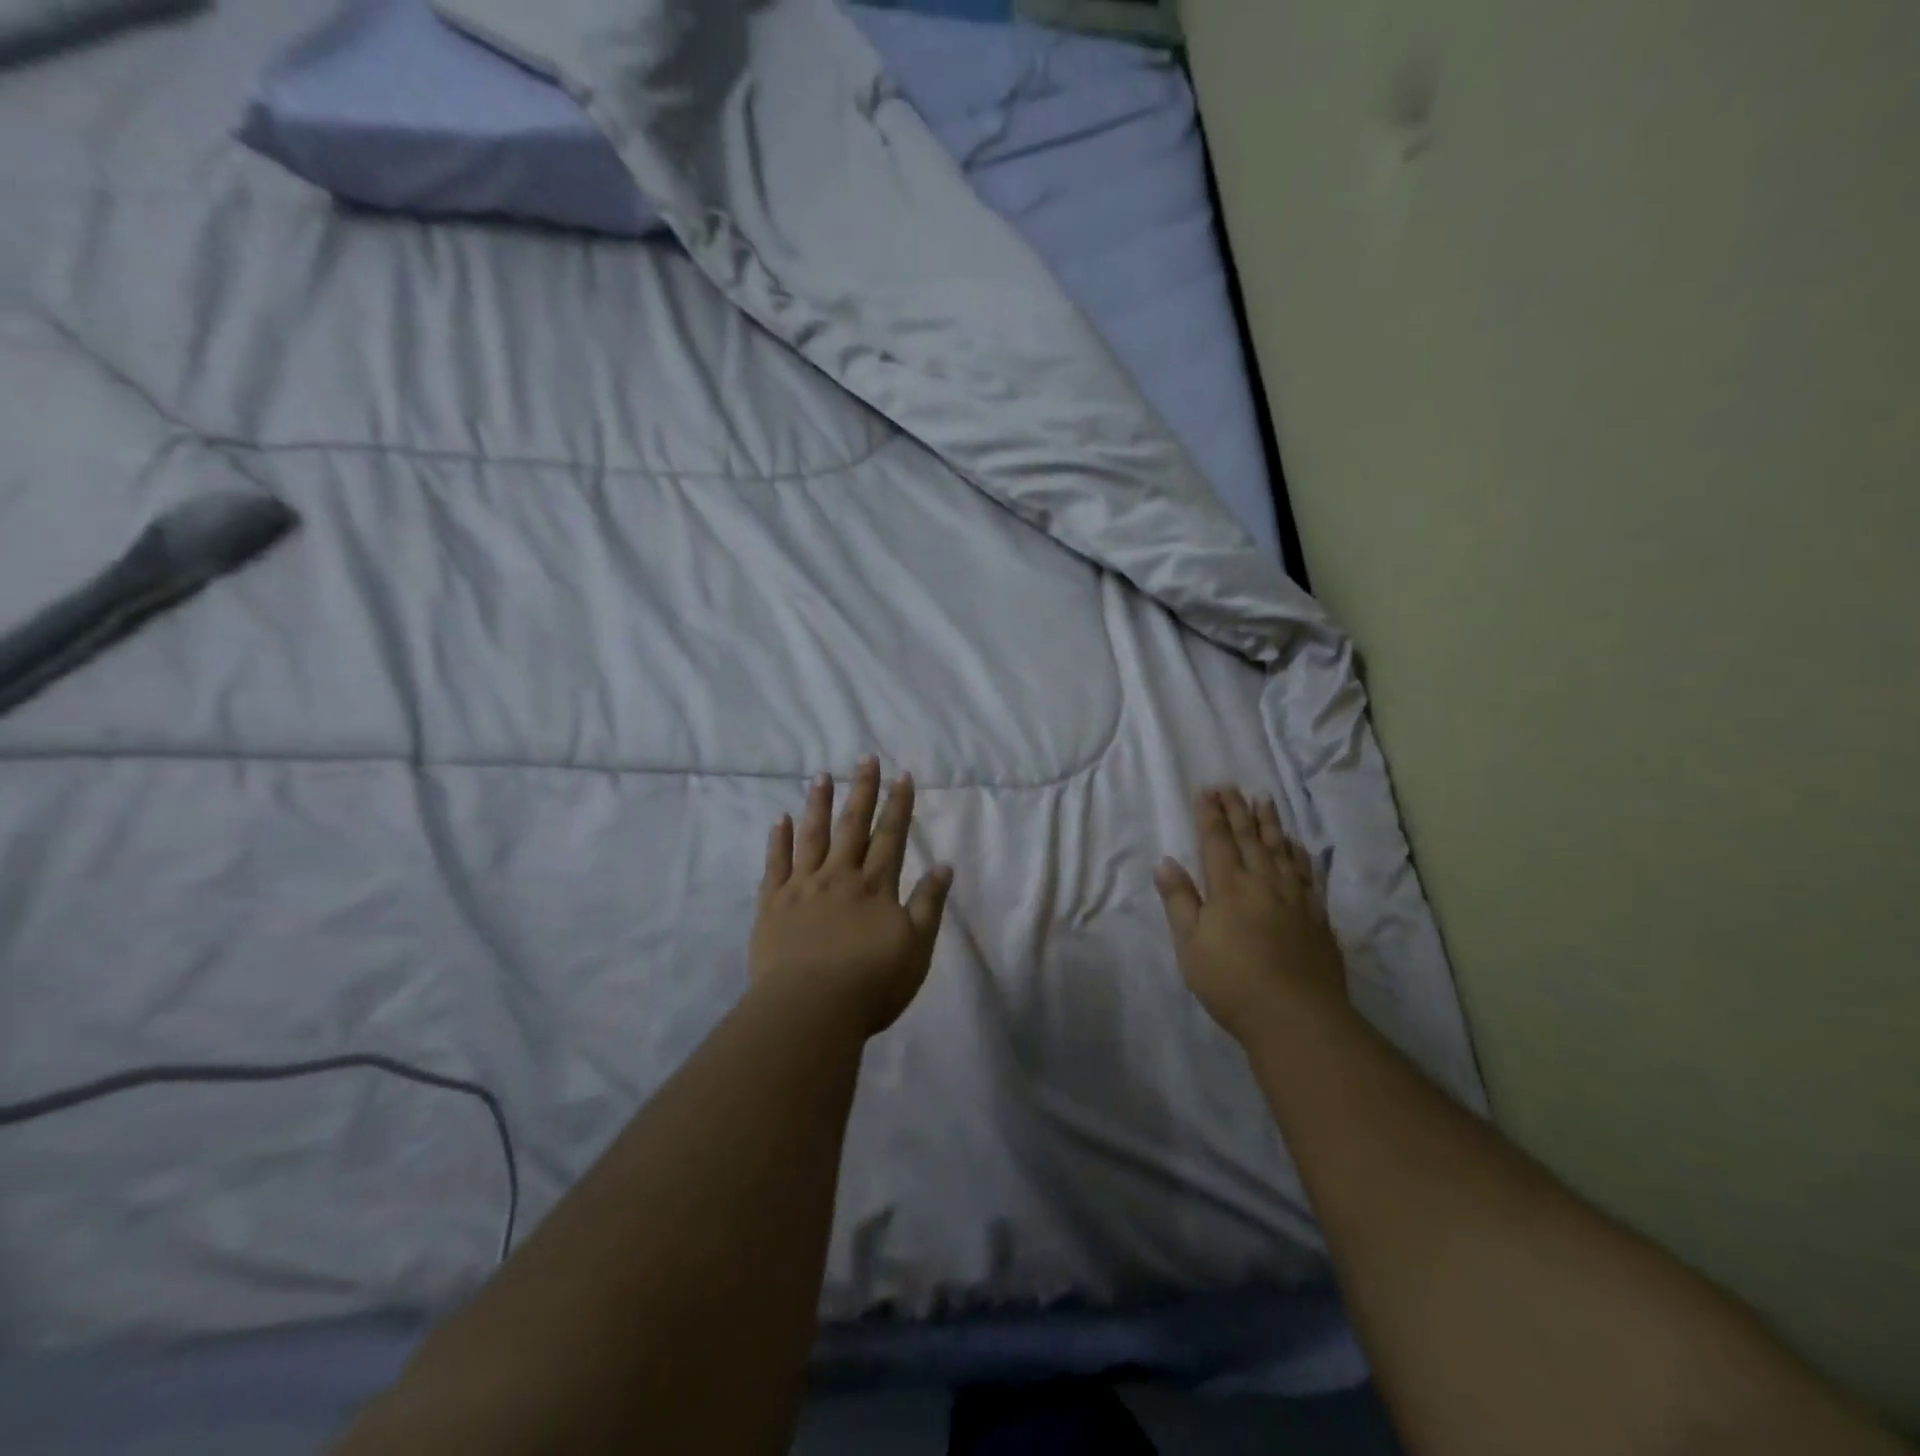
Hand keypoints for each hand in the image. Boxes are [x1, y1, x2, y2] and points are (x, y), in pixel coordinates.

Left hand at [750, 757, 953, 1036]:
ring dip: (819, 804)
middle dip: (862, 790)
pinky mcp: (772, 903)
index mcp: (875, 886)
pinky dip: (778, 840)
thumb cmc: (871, 984)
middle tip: (865, 758)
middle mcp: (840, 876)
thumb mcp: (916, 948)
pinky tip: (780, 819)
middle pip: (853, 826)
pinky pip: (776, 864)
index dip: (899, 805)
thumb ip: (929, 904)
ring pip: (813, 836)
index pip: (891, 836)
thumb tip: (944, 865)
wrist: (810, 1009)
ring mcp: (803, 887)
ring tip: (821, 776)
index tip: (903, 775)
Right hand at [1154, 788, 1348, 1042]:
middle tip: (1230, 786)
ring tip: (1264, 799)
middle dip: (1237, 810)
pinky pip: (1306, 873)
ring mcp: (1295, 898)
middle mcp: (1263, 883)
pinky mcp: (1316, 916)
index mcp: (1229, 887)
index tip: (1205, 791)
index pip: (1217, 841)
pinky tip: (1297, 845)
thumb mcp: (1190, 945)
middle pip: (1249, 838)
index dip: (1210, 814)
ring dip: (1269, 823)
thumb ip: (1180, 901)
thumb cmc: (1232, 982)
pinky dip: (1299, 854)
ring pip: (1280, 849)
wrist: (1296, 1017)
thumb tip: (1166, 862)